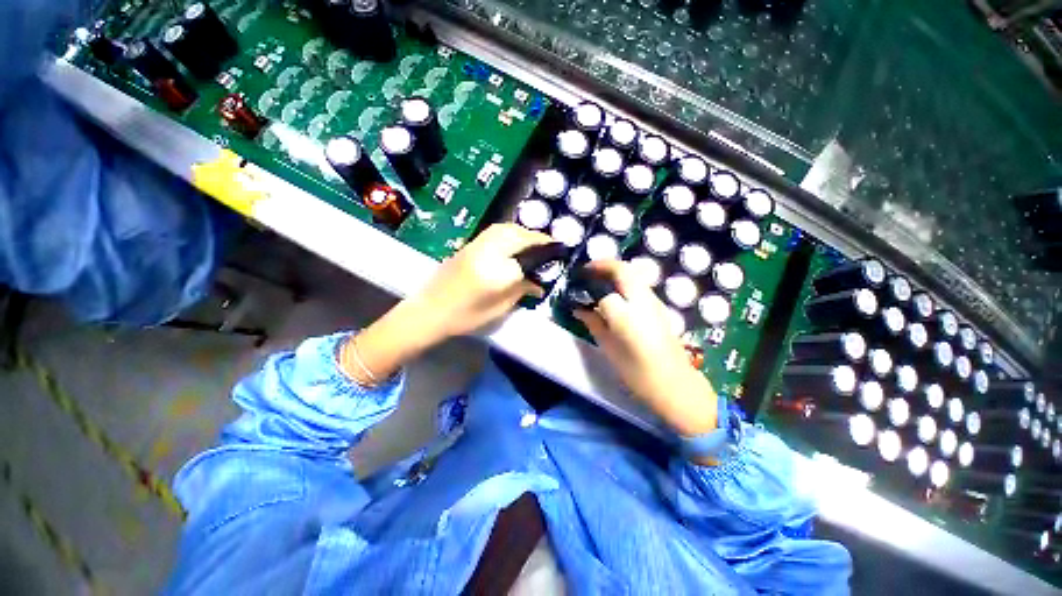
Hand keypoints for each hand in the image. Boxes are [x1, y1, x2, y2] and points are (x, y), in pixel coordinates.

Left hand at [340, 224, 550, 385]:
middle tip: (549, 245)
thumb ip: (521, 290)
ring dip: (524, 232)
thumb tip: (539, 283)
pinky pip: (495, 231)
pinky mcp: (469, 244)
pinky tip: (515, 240)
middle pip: (519, 235)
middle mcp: (488, 252)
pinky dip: (510, 231)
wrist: (429, 311)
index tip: (560, 251)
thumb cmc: (466, 316)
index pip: (530, 255)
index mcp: (498, 272)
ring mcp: (477, 245)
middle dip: (537, 238)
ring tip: (534, 241)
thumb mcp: (499, 308)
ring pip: (506, 228)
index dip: (547, 252)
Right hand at [573, 260, 719, 437]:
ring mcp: (655, 302)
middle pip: (623, 270)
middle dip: (603, 265)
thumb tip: (579, 308)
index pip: (603, 290)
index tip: (576, 287)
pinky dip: (624, 282)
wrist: (676, 386)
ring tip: (598, 280)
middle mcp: (643, 301)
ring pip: (633, 275)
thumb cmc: (637, 373)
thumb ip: (593, 323)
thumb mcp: (609, 348)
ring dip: (614, 272)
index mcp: (626, 315)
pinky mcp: (660, 307)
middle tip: (587, 271)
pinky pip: (639, 286)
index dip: (588, 288)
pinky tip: (615, 295)